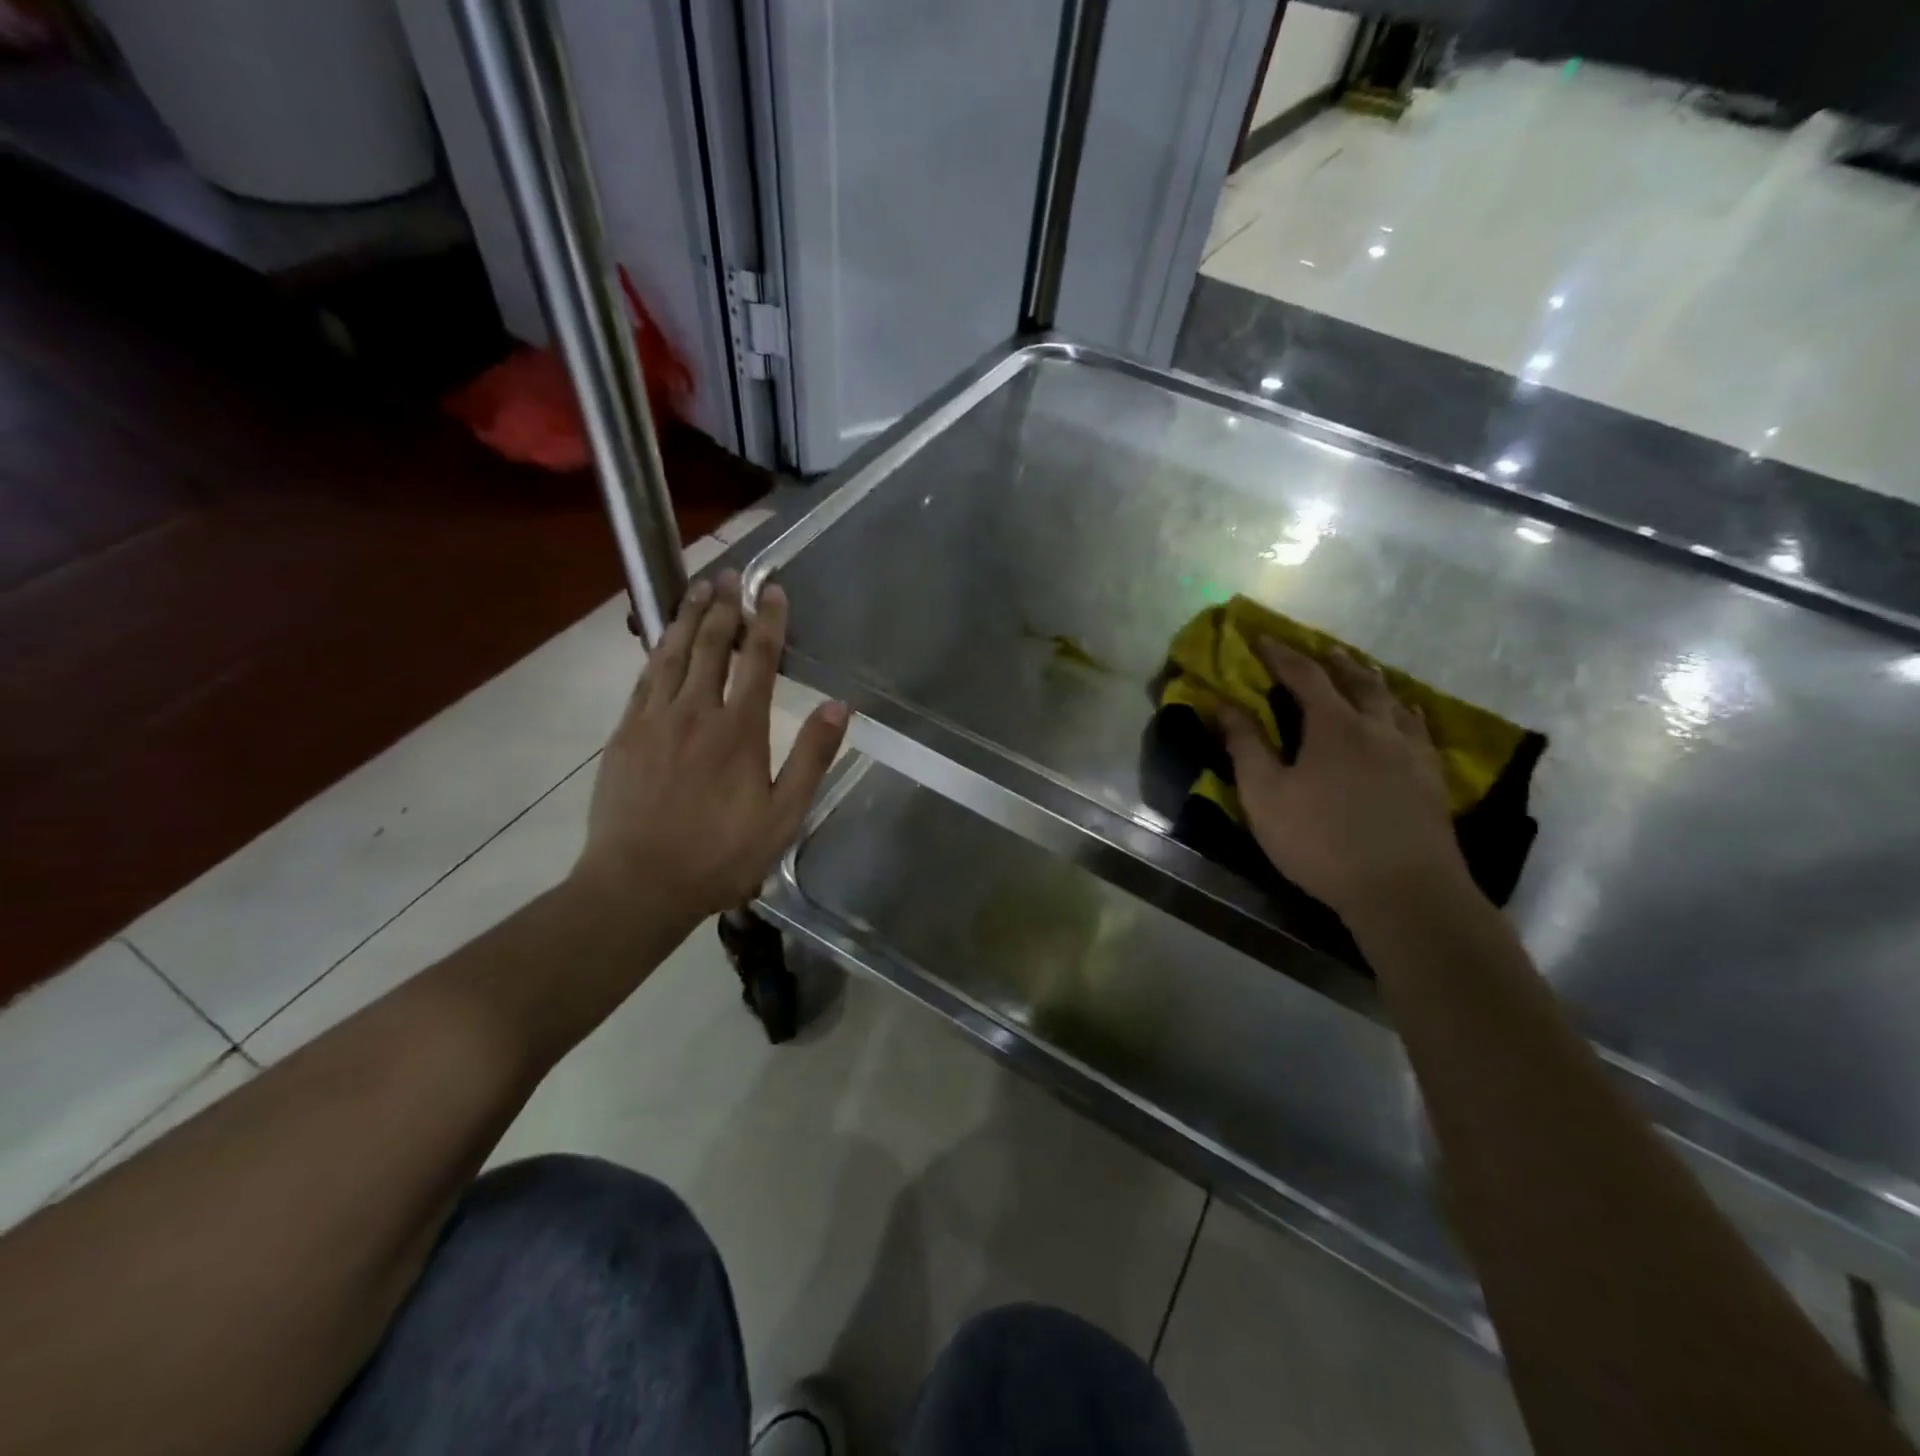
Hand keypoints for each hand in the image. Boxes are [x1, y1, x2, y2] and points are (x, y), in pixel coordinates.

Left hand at [573, 570, 847, 924]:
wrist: (638, 884)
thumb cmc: (720, 855)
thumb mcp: (783, 815)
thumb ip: (811, 757)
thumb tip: (838, 705)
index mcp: (738, 729)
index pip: (757, 659)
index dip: (767, 621)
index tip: (772, 590)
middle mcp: (694, 711)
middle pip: (710, 645)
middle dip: (724, 606)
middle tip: (731, 574)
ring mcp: (654, 719)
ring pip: (672, 653)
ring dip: (688, 617)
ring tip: (698, 587)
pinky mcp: (625, 734)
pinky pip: (644, 678)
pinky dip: (657, 650)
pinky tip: (663, 639)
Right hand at [1218, 638, 1473, 919]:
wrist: (1404, 890)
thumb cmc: (1321, 841)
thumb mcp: (1265, 796)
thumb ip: (1245, 745)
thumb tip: (1223, 703)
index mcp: (1333, 725)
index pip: (1304, 675)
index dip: (1281, 654)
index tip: (1261, 638)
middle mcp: (1377, 726)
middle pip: (1357, 680)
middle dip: (1332, 662)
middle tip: (1318, 651)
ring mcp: (1411, 751)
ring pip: (1393, 700)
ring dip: (1372, 681)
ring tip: (1362, 673)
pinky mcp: (1432, 777)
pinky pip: (1419, 728)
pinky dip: (1404, 711)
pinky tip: (1406, 717)